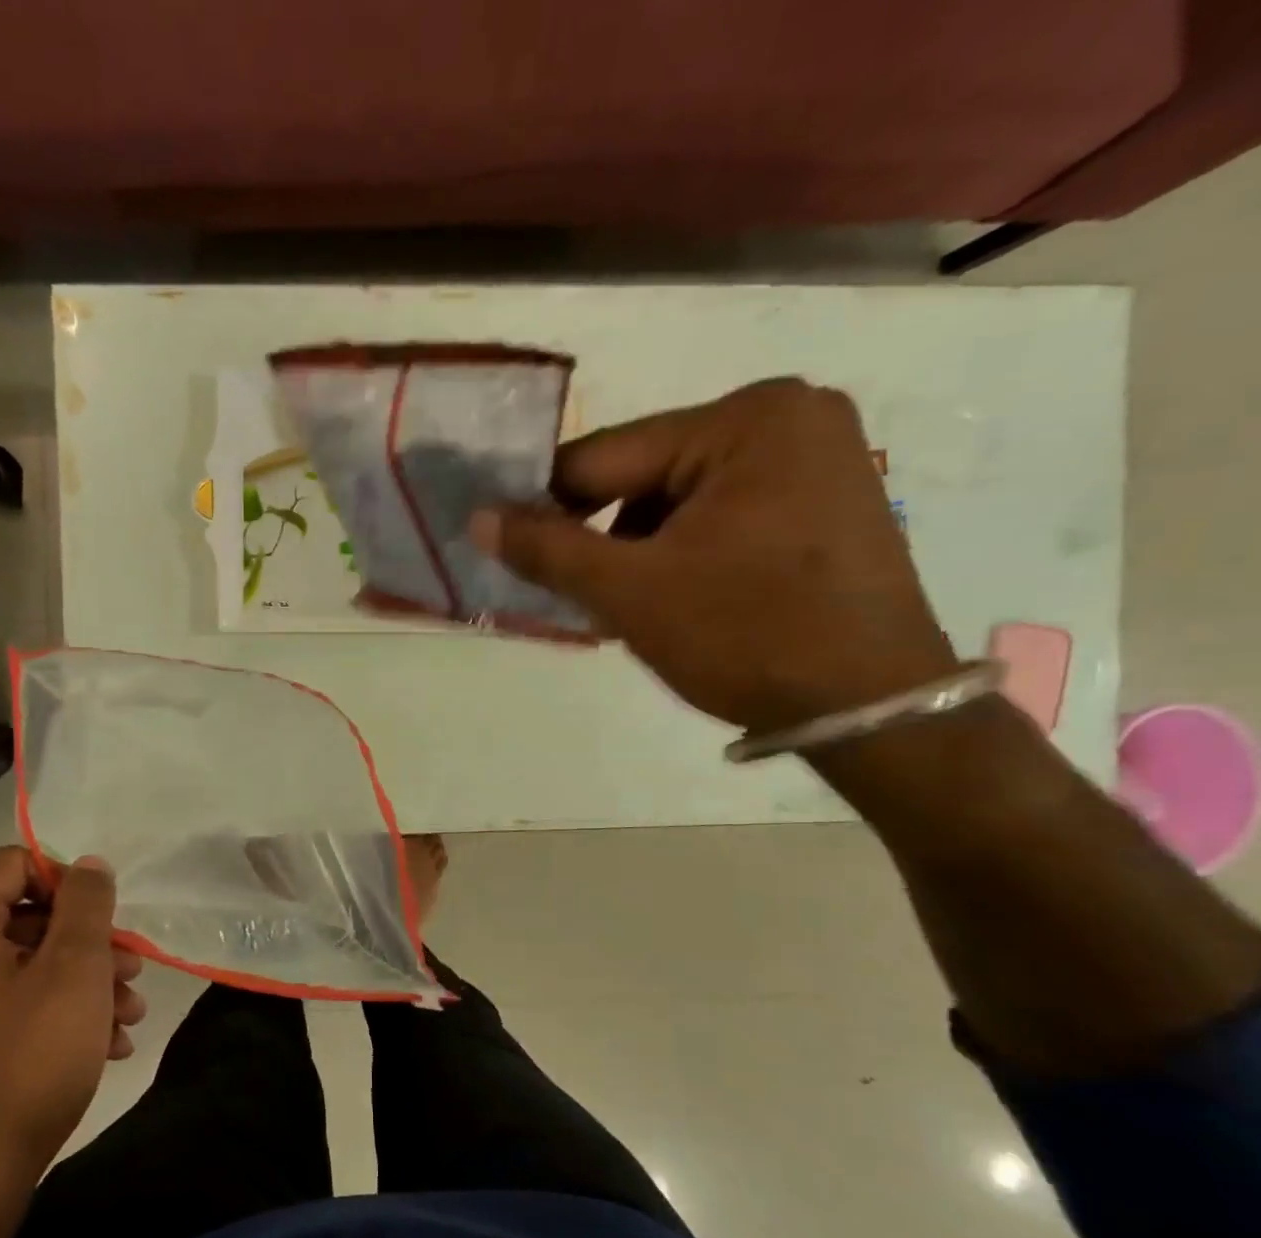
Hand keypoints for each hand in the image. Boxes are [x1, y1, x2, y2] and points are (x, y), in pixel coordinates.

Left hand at [0, 848, 144, 1194]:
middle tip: (132, 970)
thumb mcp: (75, 970)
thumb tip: (89, 864)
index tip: (108, 920)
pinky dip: (56, 1009)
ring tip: (129, 1014)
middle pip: (24, 916)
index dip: (69, 882)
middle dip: (88, 942)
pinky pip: (7, 1000)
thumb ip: (86, 904)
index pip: (15, 865)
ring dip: (83, 980)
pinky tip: (105, 1042)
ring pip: (23, 963)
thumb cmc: (28, 1059)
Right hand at [473, 379, 958, 731]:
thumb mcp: (631, 593)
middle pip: (646, 474)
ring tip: (633, 606)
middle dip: (603, 534)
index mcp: (747, 418)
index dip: (547, 506)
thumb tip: (479, 518)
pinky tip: (679, 597)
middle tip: (579, 593)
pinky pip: (723, 512)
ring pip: (680, 497)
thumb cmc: (748, 637)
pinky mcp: (827, 498)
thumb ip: (548, 550)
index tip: (511, 550)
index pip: (607, 456)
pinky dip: (684, 550)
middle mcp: (790, 415)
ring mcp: (818, 455)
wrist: (871, 708)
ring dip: (640, 547)